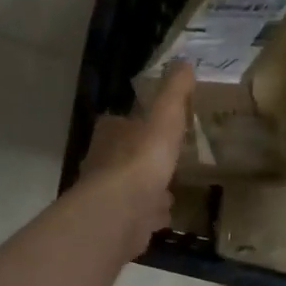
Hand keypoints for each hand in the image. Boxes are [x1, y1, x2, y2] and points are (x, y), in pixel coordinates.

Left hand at [77, 64, 193, 259]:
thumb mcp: (164, 116)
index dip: (136, 125)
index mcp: (110, 135)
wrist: (122, 212)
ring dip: (147, 190)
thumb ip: (174, 92)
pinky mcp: (118, 224)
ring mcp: (109, 197)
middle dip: (143, 161)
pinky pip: (138, 217)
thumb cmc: (142, 159)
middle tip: (165, 161)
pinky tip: (164, 217)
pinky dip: (149, 216)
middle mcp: (102, 164)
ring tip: (169, 190)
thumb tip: (183, 61)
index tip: (156, 128)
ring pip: (131, 190)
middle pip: (124, 158)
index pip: (119, 124)